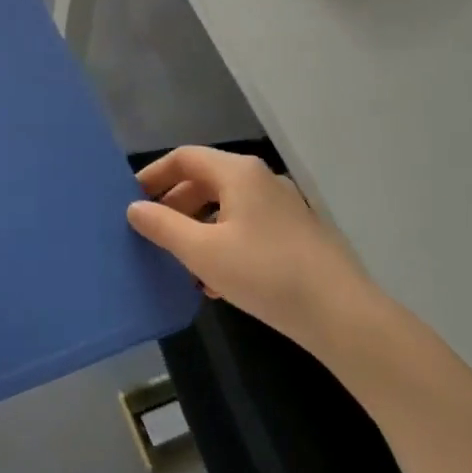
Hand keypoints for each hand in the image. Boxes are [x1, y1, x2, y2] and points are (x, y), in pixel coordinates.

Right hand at [127, 147, 380, 357]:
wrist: (341, 314)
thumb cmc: (264, 273)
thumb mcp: (203, 251)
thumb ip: (163, 226)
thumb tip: (134, 208)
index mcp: (238, 173)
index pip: (184, 158)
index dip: (153, 175)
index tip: (131, 200)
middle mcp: (261, 180)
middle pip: (205, 181)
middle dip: (174, 207)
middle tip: (151, 235)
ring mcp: (282, 207)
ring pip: (225, 208)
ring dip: (197, 230)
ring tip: (179, 264)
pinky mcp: (295, 234)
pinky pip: (246, 228)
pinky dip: (223, 244)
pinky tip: (215, 282)